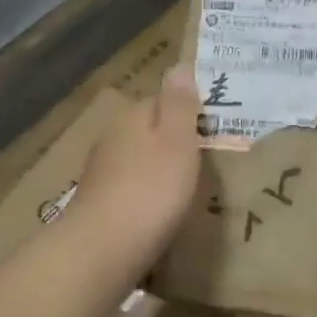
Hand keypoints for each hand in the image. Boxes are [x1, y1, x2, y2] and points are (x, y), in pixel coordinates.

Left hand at [69, 66, 204, 269]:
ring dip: (161, 170)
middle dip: (175, 140)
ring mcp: (101, 173)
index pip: (163, 99)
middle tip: (210, 159)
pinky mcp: (99, 205)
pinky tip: (163, 212)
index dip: (190, 110)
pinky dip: (148, 195)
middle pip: (150, 130)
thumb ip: (179, 104)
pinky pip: (132, 189)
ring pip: (140, 160)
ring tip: (191, 187)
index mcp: (132, 116)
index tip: (216, 127)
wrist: (101, 251)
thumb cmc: (150, 190)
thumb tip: (178, 65)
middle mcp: (112, 138)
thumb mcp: (177, 141)